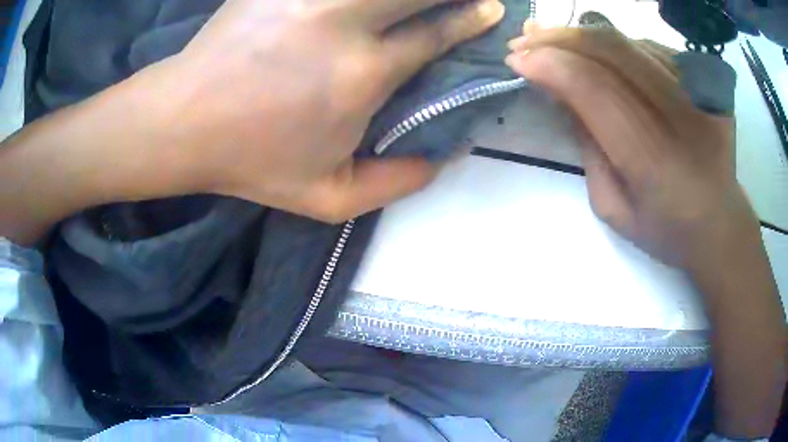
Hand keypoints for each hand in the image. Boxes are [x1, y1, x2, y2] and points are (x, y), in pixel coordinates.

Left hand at [143, 0, 503, 221]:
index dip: (471, 18)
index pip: (436, 33)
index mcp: (362, 75)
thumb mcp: (327, 199)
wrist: (183, 123)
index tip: (491, 8)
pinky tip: (363, 2)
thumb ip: (395, 184)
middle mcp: (343, 23)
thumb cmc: (250, 162)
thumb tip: (443, 158)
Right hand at [506, 25, 756, 268]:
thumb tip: (562, 94)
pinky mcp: (706, 82)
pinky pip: (651, 48)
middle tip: (526, 39)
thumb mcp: (612, 207)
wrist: (721, 225)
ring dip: (584, 34)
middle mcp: (679, 115)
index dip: (551, 65)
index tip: (517, 60)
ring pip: (629, 42)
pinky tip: (600, 52)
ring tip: (554, 37)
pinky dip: (618, 45)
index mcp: (653, 160)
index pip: (594, 89)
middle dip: (560, 38)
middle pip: (611, 50)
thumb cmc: (666, 229)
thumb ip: (587, 149)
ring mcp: (698, 92)